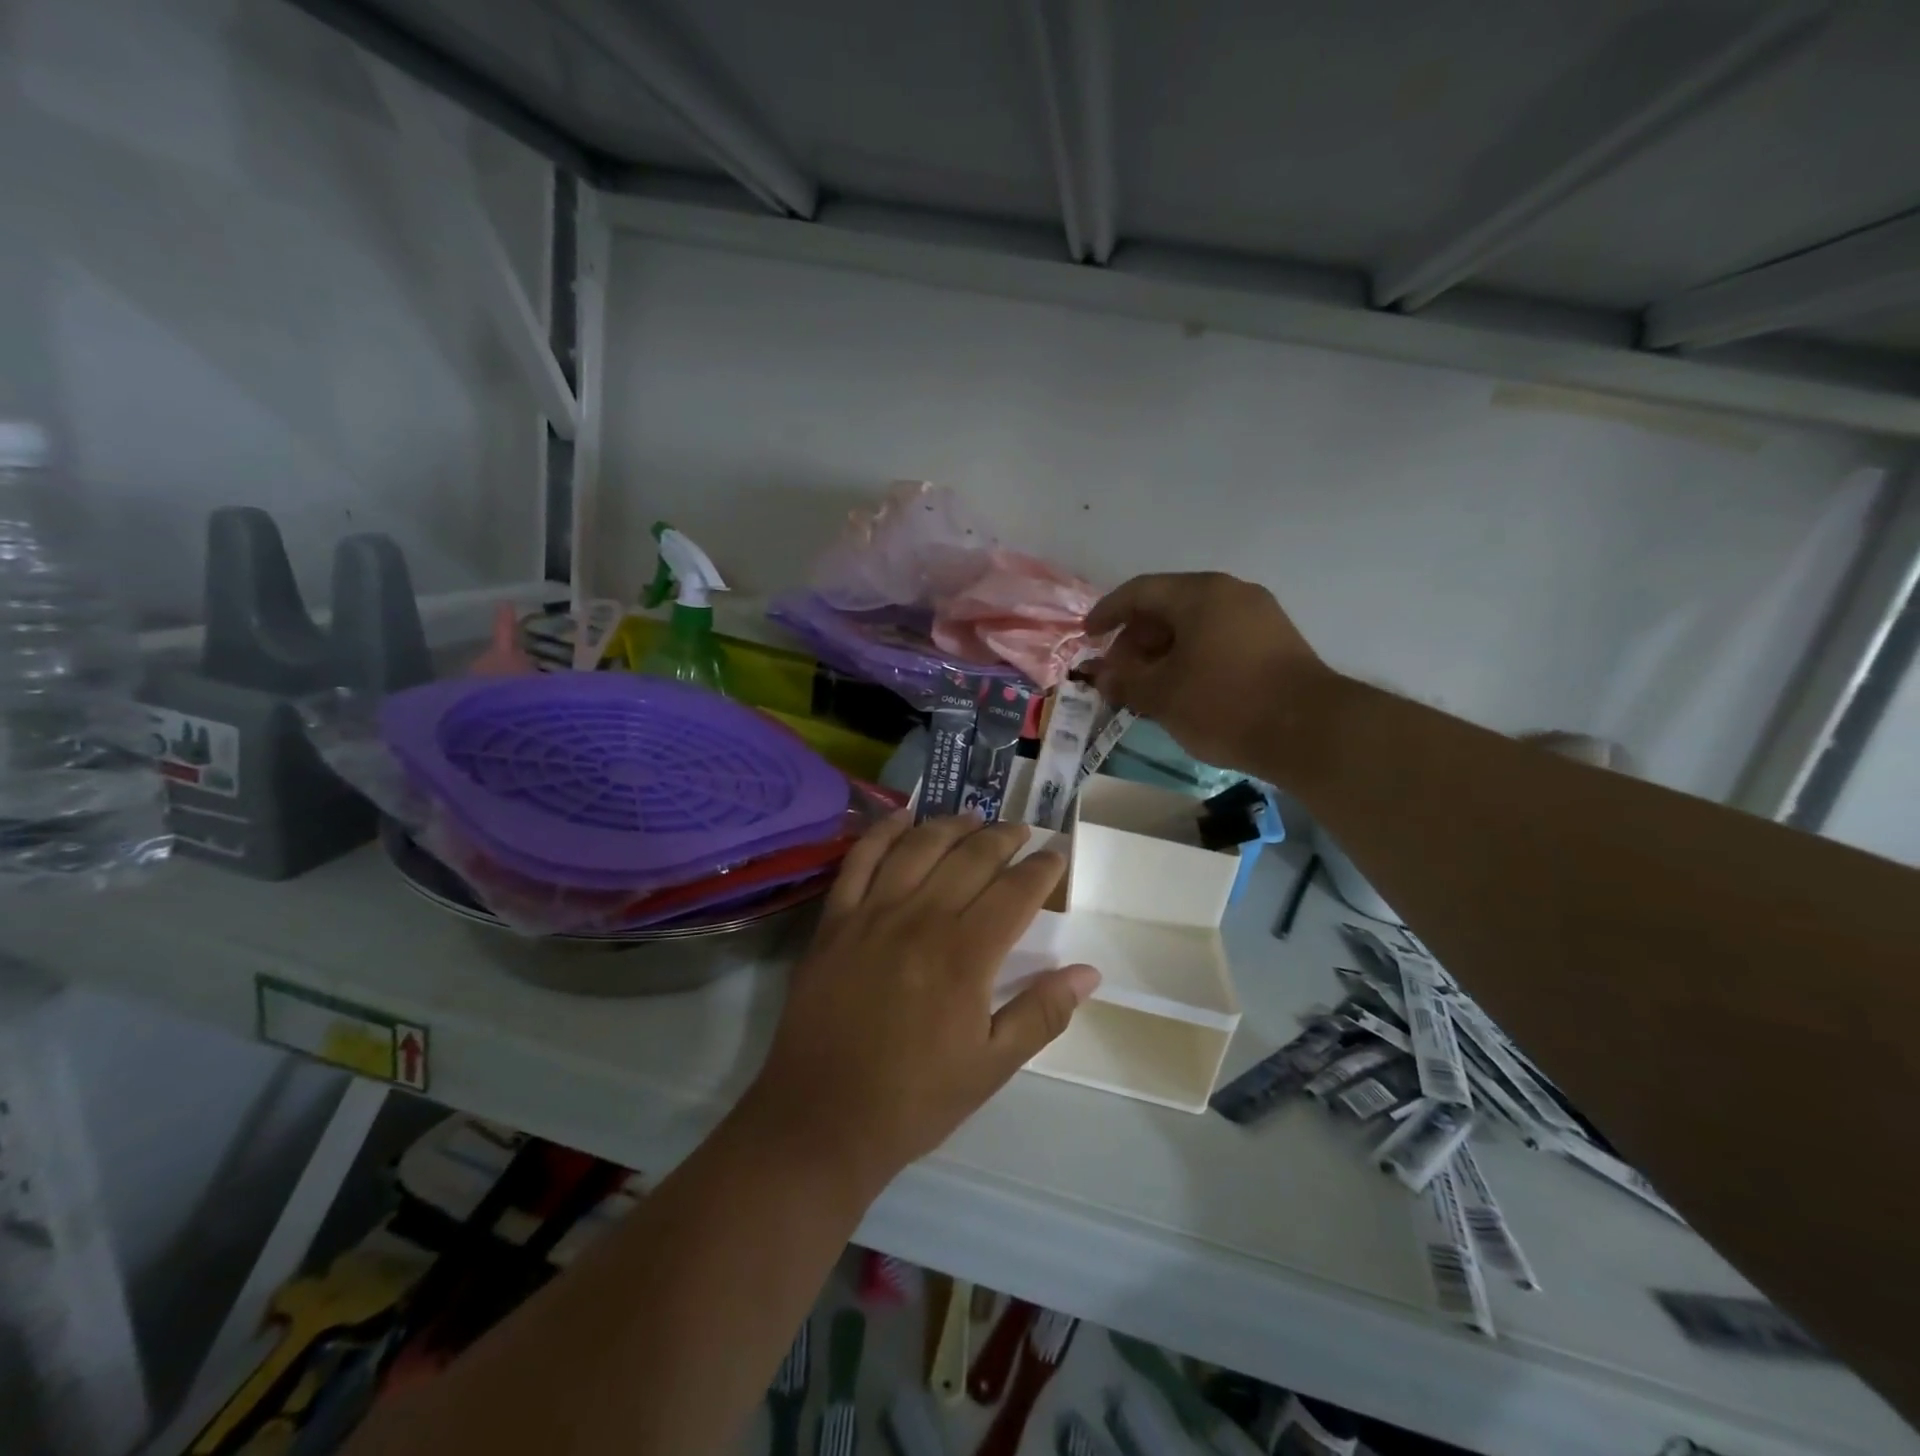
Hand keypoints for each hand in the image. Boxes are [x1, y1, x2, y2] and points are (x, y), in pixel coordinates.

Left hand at [742, 813, 1099, 1193]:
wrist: (822, 1118)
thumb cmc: (915, 1099)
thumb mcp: (992, 1067)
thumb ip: (1042, 1014)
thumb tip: (1088, 972)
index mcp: (965, 956)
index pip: (1015, 891)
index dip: (1042, 868)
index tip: (1056, 854)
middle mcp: (921, 919)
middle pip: (971, 858)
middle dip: (1003, 838)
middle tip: (1021, 830)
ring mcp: (873, 914)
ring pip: (920, 847)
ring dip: (952, 826)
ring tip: (974, 817)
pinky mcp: (835, 920)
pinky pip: (860, 859)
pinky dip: (883, 831)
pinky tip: (902, 817)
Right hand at [1085, 571, 1330, 771]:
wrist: (1309, 732)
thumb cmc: (1224, 703)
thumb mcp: (1162, 695)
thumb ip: (1124, 681)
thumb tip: (1101, 677)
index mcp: (1199, 594)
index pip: (1139, 592)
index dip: (1107, 612)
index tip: (1087, 636)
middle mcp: (1231, 593)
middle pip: (1168, 607)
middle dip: (1135, 640)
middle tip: (1118, 673)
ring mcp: (1258, 616)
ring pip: (1194, 625)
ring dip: (1162, 652)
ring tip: (1146, 687)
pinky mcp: (1275, 643)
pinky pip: (1218, 639)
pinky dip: (1191, 657)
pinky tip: (1182, 690)